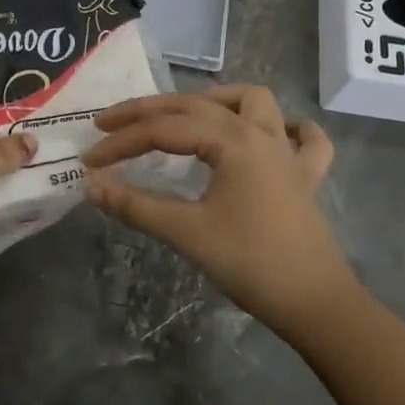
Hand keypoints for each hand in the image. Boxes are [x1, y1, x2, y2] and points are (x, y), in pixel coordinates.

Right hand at [82, 85, 352, 339]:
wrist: (315, 304)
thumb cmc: (250, 264)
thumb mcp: (186, 233)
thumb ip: (136, 206)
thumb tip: (92, 186)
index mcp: (232, 141)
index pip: (164, 130)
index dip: (122, 141)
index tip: (89, 159)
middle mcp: (260, 133)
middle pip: (196, 106)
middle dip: (149, 111)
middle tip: (111, 124)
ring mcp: (288, 152)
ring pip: (254, 102)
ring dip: (218, 101)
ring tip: (186, 116)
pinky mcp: (305, 176)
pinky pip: (305, 138)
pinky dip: (287, 128)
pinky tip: (270, 135)